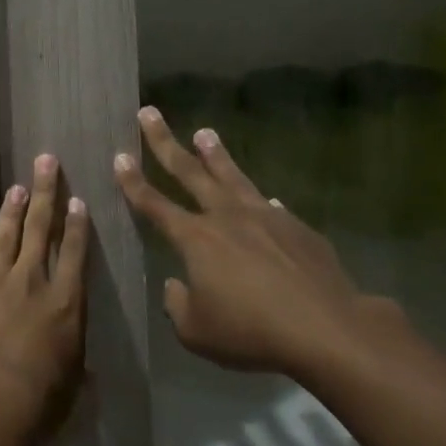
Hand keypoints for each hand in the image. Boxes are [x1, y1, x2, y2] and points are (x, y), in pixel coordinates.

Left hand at [0, 154, 88, 438]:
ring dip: (12, 209)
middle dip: (45, 194)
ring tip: (17, 185)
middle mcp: (31, 282)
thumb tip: (88, 369)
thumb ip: (78, 366)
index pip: (75, 254)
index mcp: (65, 303)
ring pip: (5, 236)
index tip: (77, 200)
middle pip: (40, 230)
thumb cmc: (38, 402)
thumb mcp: (72, 384)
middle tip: (46, 161)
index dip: (76, 225)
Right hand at [113, 107, 402, 375]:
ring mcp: (265, 218)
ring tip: (205, 133)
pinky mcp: (297, 228)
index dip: (133, 182)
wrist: (326, 329)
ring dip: (216, 154)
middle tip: (149, 113)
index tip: (119, 156)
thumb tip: (177, 284)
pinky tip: (265, 199)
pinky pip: (271, 207)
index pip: (154, 204)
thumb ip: (177, 304)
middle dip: (165, 142)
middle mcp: (226, 217)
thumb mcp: (196, 332)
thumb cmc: (251, 332)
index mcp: (195, 239)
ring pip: (233, 177)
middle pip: (189, 172)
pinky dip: (260, 201)